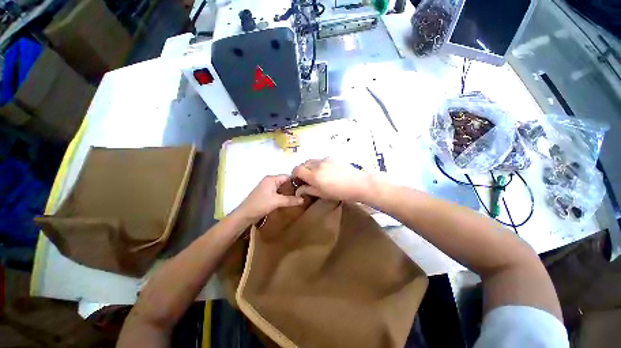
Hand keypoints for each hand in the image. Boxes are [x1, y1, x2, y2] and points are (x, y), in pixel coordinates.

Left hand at [236, 175, 303, 222]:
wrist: (244, 215)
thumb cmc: (260, 205)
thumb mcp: (277, 202)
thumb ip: (290, 200)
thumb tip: (303, 199)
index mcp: (272, 179)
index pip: (288, 176)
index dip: (297, 180)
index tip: (306, 185)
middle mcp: (270, 181)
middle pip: (285, 181)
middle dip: (294, 186)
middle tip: (305, 191)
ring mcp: (268, 188)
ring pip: (282, 187)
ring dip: (289, 191)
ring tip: (300, 195)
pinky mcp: (267, 194)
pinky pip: (278, 192)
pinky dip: (284, 195)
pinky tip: (291, 199)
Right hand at [292, 158, 372, 201]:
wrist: (358, 184)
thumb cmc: (340, 192)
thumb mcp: (322, 194)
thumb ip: (308, 190)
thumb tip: (299, 190)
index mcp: (314, 175)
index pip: (297, 169)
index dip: (295, 175)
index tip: (299, 180)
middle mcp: (317, 165)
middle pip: (303, 163)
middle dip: (303, 170)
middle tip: (308, 178)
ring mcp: (325, 159)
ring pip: (312, 161)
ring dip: (311, 167)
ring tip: (319, 175)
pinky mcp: (332, 157)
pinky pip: (321, 160)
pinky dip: (319, 164)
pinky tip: (328, 171)